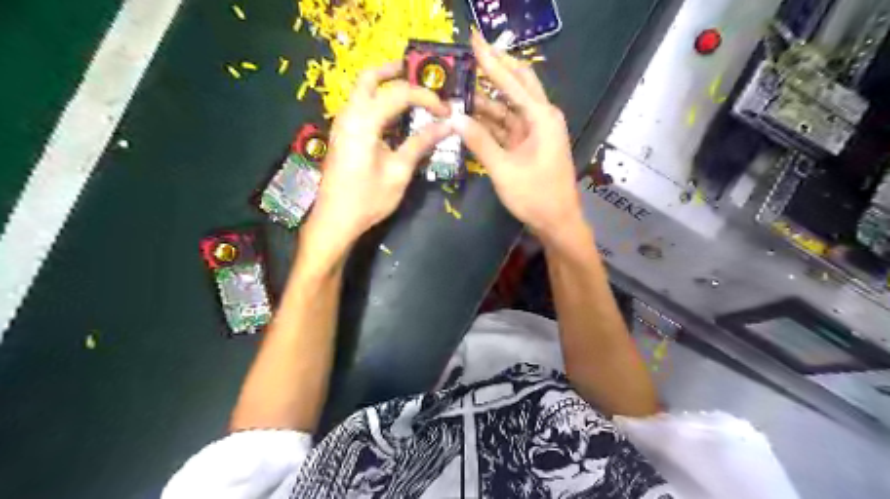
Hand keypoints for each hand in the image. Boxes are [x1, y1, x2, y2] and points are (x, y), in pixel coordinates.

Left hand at [302, 62, 452, 261]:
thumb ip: (420, 144)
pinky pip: (360, 107)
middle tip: (419, 76)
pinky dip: (378, 102)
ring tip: (413, 95)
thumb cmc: (367, 199)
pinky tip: (396, 118)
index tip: (446, 110)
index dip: (426, 97)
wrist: (334, 220)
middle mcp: (349, 115)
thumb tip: (447, 125)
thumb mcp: (399, 172)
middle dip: (395, 72)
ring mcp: (342, 124)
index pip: (399, 94)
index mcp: (363, 122)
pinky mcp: (342, 135)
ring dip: (386, 86)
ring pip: (362, 91)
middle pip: (369, 78)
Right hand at [455, 32, 588, 237]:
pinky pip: (506, 125)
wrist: (557, 222)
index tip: (473, 40)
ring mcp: (534, 131)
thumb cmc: (535, 196)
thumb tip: (454, 118)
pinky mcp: (528, 145)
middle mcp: (541, 117)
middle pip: (517, 84)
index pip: (512, 81)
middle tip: (471, 52)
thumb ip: (479, 142)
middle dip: (495, 67)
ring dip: (487, 98)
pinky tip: (470, 113)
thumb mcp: (504, 169)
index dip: (491, 60)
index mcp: (541, 117)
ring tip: (461, 83)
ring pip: (508, 106)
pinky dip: (489, 120)